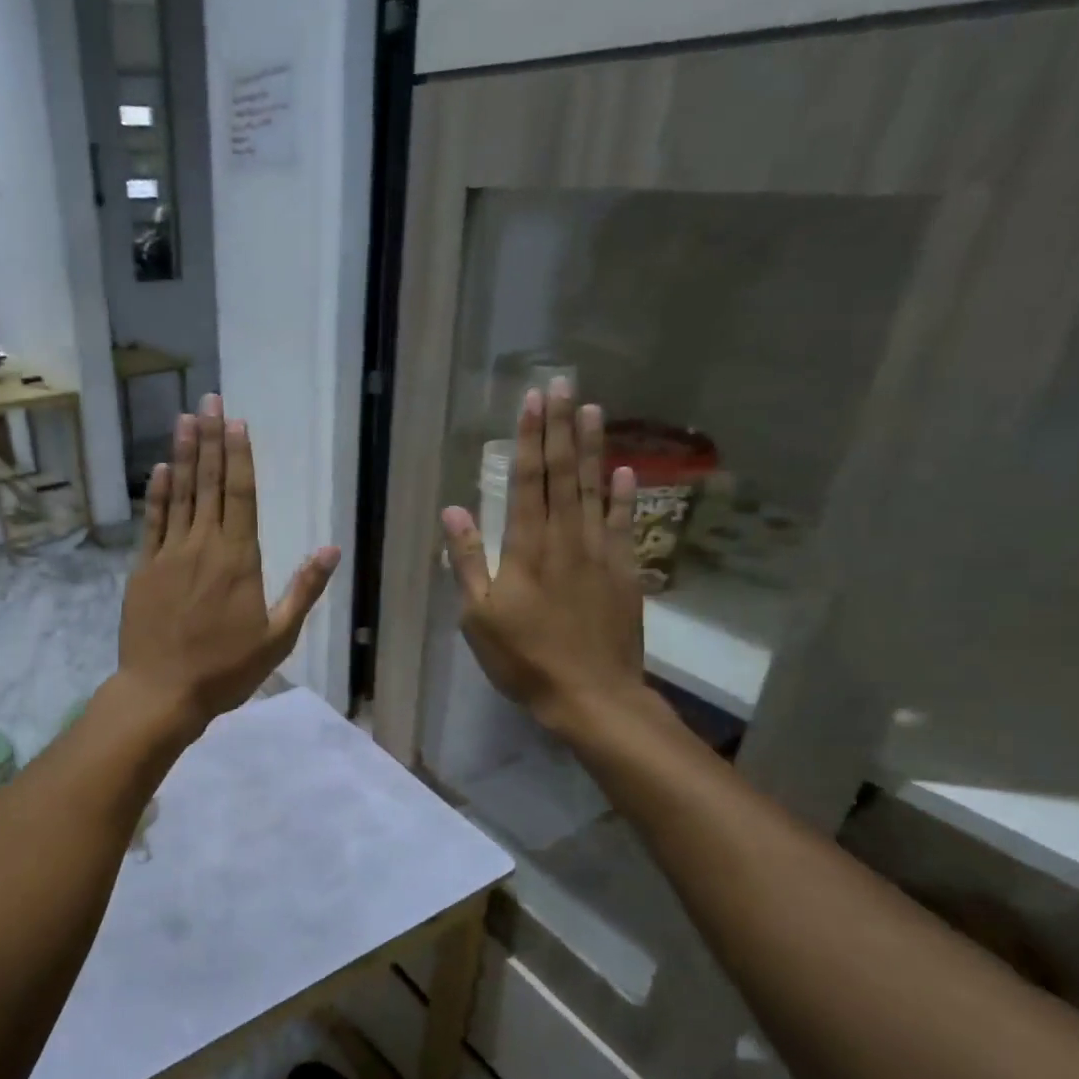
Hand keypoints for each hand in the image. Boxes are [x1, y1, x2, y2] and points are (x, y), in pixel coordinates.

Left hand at [117, 394, 340, 730]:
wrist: (162, 692)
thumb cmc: (225, 670)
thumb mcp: (277, 637)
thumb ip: (303, 590)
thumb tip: (332, 550)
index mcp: (239, 560)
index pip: (242, 496)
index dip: (240, 457)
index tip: (237, 423)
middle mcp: (203, 546)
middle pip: (209, 484)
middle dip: (211, 439)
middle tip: (209, 399)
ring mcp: (169, 555)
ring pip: (180, 495)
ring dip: (184, 454)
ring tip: (186, 418)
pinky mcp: (144, 569)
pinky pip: (152, 522)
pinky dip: (157, 494)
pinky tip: (161, 468)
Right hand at [442, 383, 658, 746]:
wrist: (590, 695)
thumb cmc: (524, 658)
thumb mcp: (478, 616)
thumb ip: (467, 561)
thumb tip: (453, 511)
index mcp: (526, 548)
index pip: (528, 481)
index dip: (529, 439)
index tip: (533, 400)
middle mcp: (566, 538)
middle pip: (564, 474)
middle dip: (561, 427)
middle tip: (564, 384)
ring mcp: (600, 553)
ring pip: (595, 489)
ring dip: (592, 448)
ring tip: (593, 409)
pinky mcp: (624, 572)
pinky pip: (624, 524)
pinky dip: (624, 495)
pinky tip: (625, 471)